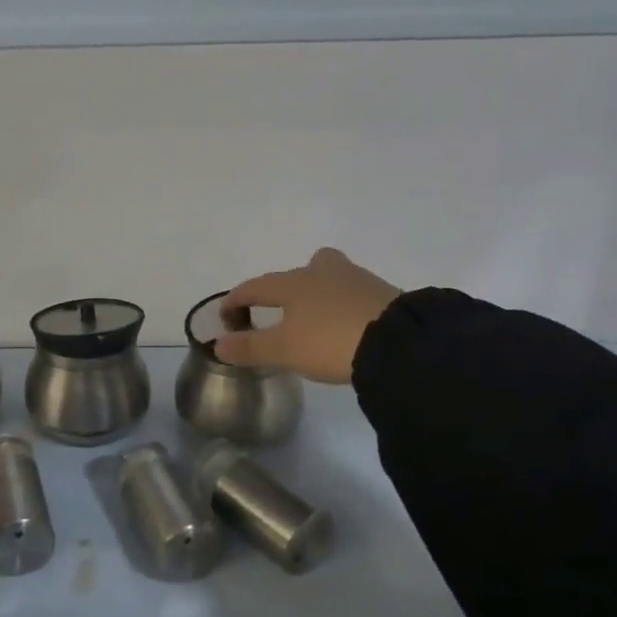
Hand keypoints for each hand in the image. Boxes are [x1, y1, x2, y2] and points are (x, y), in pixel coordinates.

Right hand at [215, 248, 401, 384]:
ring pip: (334, 276)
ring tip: (319, 317)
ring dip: (322, 291)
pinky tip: (349, 326)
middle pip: (305, 266)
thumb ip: (250, 347)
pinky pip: (356, 293)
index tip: (226, 315)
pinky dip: (346, 305)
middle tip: (286, 303)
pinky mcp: (385, 295)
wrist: (398, 342)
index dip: (237, 299)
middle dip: (290, 282)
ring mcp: (358, 280)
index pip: (256, 286)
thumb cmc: (329, 341)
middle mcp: (324, 273)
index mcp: (294, 283)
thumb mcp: (284, 350)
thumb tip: (218, 344)